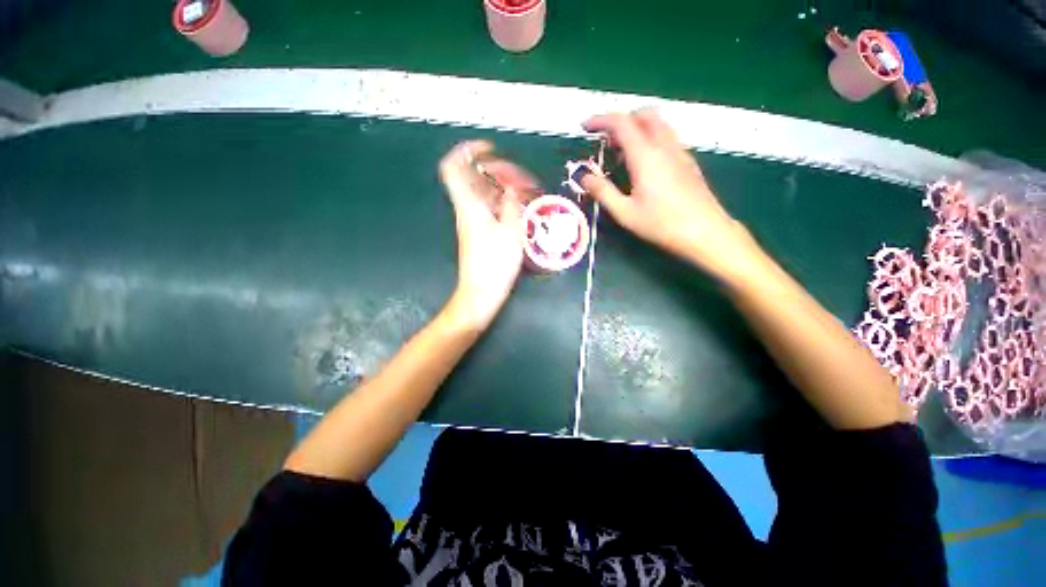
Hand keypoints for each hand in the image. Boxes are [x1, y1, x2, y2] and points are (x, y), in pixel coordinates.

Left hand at [439, 140, 537, 330]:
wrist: (481, 292)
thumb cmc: (495, 263)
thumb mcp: (511, 231)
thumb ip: (512, 204)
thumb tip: (512, 188)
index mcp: (469, 204)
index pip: (454, 166)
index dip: (468, 150)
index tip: (490, 148)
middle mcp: (467, 208)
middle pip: (475, 177)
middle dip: (498, 170)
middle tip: (520, 179)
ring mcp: (472, 220)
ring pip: (484, 193)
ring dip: (503, 187)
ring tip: (525, 192)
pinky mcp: (479, 231)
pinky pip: (488, 207)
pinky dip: (502, 202)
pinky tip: (519, 207)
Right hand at [581, 110, 755, 278]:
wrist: (705, 232)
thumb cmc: (661, 224)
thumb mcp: (625, 212)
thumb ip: (603, 192)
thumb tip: (584, 177)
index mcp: (645, 156)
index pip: (621, 123)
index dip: (600, 120)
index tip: (585, 127)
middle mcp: (664, 146)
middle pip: (643, 115)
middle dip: (620, 120)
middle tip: (605, 139)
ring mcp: (679, 152)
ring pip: (658, 124)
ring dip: (636, 128)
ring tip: (621, 152)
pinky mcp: (687, 161)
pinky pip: (666, 137)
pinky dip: (649, 138)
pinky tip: (643, 163)